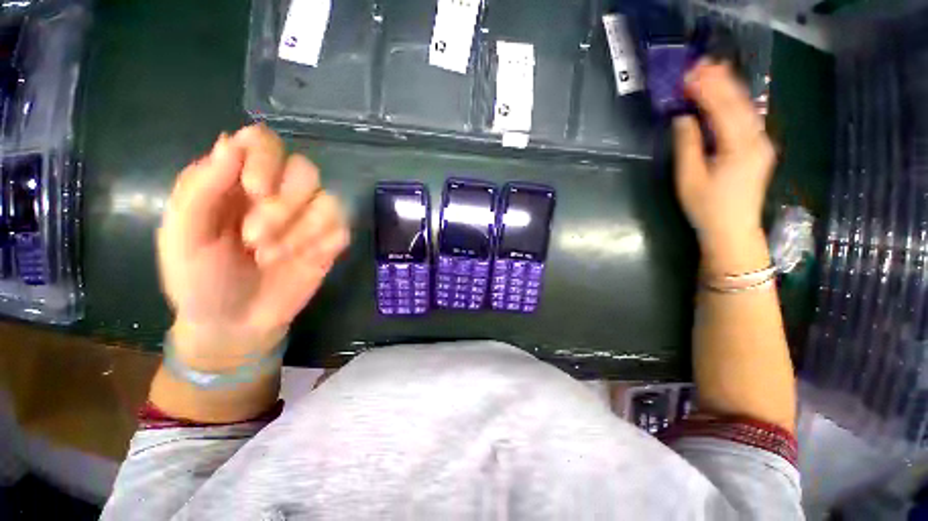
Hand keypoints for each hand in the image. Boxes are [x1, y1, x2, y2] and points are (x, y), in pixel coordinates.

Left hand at [158, 125, 349, 369]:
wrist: (234, 323)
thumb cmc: (199, 280)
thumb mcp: (182, 236)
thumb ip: (201, 188)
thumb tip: (231, 143)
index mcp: (236, 181)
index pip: (263, 141)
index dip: (266, 158)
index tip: (256, 191)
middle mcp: (278, 192)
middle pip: (305, 169)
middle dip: (284, 205)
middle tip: (254, 238)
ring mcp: (308, 218)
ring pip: (328, 199)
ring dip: (302, 229)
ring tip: (271, 256)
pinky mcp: (329, 240)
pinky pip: (341, 227)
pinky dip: (321, 243)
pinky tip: (301, 260)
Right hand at [673, 61, 775, 266]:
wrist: (733, 231)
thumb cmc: (707, 208)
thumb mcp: (689, 178)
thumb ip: (687, 145)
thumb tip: (683, 118)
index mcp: (738, 146)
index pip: (721, 108)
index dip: (705, 89)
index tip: (688, 74)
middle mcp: (756, 139)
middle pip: (738, 103)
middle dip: (719, 82)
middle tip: (701, 64)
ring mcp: (761, 144)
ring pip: (746, 108)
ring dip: (729, 88)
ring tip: (714, 70)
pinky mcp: (759, 149)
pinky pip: (748, 118)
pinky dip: (735, 103)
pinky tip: (727, 94)